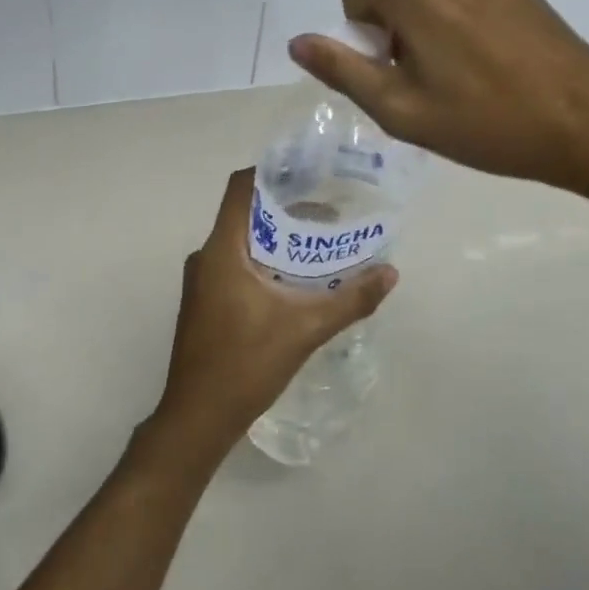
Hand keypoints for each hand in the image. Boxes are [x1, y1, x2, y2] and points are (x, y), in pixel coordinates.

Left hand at [147, 168, 396, 466]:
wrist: (198, 416)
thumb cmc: (246, 364)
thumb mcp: (305, 329)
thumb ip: (350, 299)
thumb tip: (390, 273)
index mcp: (222, 249)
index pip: (240, 188)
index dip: (272, 173)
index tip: (309, 173)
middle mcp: (206, 256)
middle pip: (245, 214)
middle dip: (285, 209)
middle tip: (328, 212)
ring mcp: (201, 280)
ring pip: (240, 242)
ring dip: (276, 238)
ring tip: (317, 244)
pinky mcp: (204, 301)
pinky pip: (234, 264)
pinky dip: (263, 261)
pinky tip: (293, 281)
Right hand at [288, 0, 588, 197]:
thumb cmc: (486, 124)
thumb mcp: (400, 110)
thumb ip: (343, 70)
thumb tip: (298, 42)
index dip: (355, 12)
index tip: (383, 54)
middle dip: (389, 19)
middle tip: (418, 74)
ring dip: (423, 18)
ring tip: (455, 71)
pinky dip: (457, 15)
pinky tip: (487, 61)